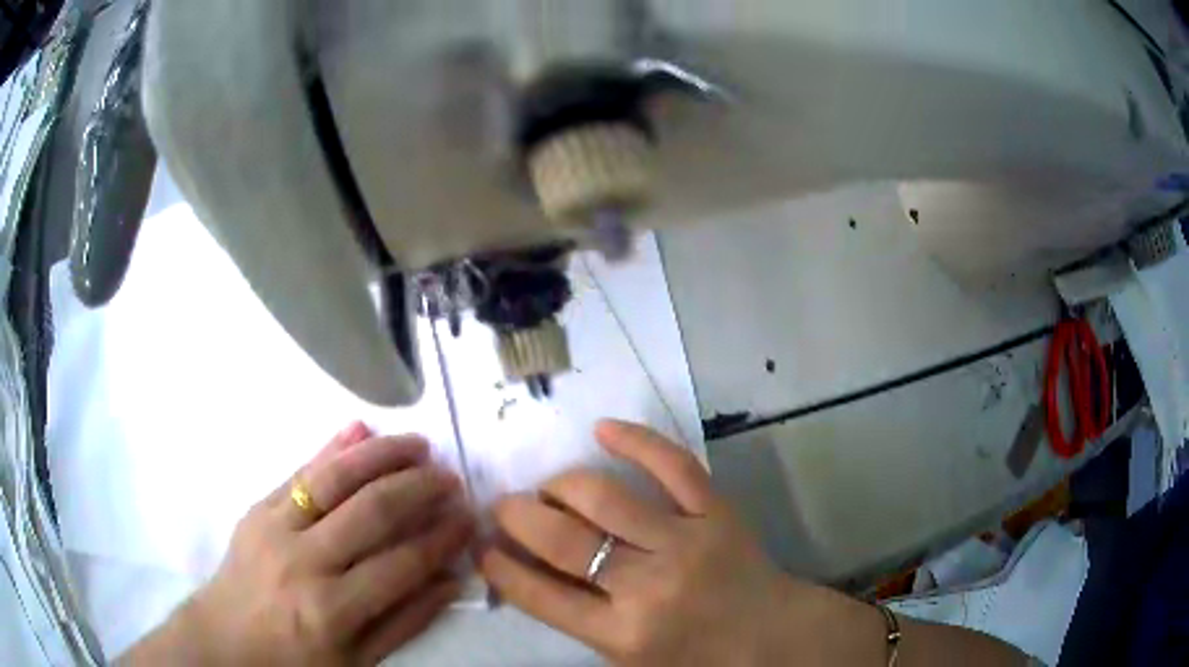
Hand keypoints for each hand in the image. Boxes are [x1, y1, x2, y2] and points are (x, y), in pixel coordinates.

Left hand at [123, 423, 474, 665]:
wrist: (227, 638)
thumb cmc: (297, 659)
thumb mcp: (358, 660)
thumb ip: (406, 621)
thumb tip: (451, 580)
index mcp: (333, 610)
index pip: (401, 564)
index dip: (441, 538)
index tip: (468, 519)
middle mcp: (304, 562)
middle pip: (371, 512)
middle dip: (419, 489)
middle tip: (451, 477)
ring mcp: (275, 527)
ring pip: (334, 478)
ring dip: (381, 455)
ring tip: (417, 444)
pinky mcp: (257, 508)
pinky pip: (299, 471)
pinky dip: (332, 448)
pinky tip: (361, 430)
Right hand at [479, 420, 831, 665]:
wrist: (771, 636)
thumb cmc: (694, 657)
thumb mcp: (627, 658)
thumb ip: (578, 621)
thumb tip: (526, 569)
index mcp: (623, 634)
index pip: (540, 595)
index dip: (500, 566)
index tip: (481, 546)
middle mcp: (648, 586)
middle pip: (563, 540)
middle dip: (517, 516)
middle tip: (504, 507)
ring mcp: (686, 541)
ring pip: (605, 497)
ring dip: (561, 484)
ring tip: (549, 488)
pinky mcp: (716, 511)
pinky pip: (673, 464)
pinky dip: (636, 440)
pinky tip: (603, 429)